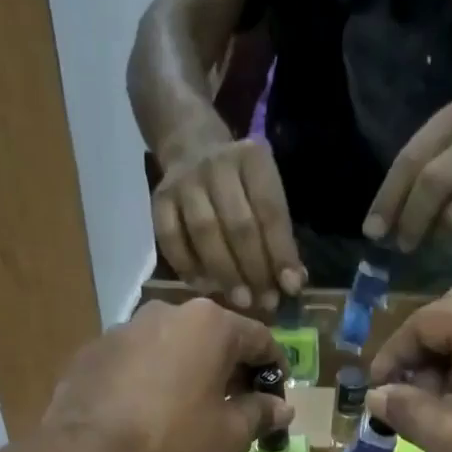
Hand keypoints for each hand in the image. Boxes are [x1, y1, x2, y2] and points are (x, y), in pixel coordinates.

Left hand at [42, 298, 291, 451]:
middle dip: (231, 370)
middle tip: (238, 408)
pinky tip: (149, 414)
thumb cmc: (172, 443)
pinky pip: (138, 361)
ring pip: (174, 346)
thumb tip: (281, 408)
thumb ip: (260, 414)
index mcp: (210, 324)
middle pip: (214, 338)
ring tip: (191, 411)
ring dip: (190, 372)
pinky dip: (153, 379)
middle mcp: (168, 312)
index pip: (260, 338)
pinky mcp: (94, 350)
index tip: (277, 398)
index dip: (275, 370)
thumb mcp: (230, 436)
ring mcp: (125, 328)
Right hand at [152, 133, 305, 311]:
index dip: (281, 253)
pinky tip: (205, 287)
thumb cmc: (241, 186)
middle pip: (237, 225)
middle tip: (264, 302)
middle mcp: (217, 165)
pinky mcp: (159, 200)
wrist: (191, 149)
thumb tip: (292, 284)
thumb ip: (280, 237)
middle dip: (254, 269)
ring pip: (204, 233)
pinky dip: (189, 267)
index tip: (290, 287)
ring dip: (224, 273)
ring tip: (240, 301)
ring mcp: (184, 182)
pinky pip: (171, 239)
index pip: (270, 211)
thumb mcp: (267, 196)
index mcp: (252, 160)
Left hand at [364, 102, 451, 253]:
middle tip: (403, 245)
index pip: (409, 161)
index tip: (373, 232)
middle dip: (411, 222)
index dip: (387, 200)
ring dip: (440, 237)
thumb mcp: (438, 155)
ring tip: (439, 236)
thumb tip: (375, 231)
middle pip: (433, 185)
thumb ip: (407, 184)